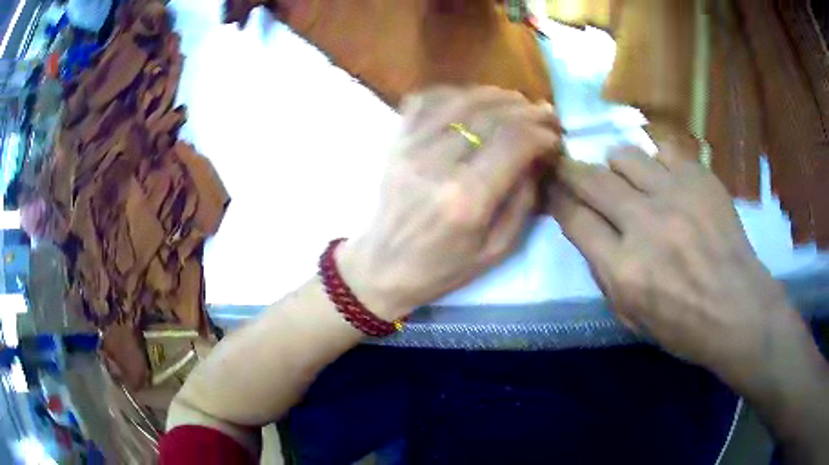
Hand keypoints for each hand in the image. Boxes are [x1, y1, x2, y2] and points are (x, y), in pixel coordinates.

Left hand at [340, 86, 561, 319]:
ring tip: (516, 102)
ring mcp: (411, 147)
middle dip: (525, 110)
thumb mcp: (497, 250)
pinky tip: (472, 99)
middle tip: (543, 114)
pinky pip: (425, 100)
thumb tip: (537, 158)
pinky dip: (454, 92)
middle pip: (491, 115)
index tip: (554, 137)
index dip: (541, 133)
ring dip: (496, 95)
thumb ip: (524, 201)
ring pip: (461, 100)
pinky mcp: (396, 141)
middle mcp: (438, 164)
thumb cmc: (443, 267)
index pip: (513, 142)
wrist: (384, 266)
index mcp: (467, 198)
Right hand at [551, 143, 810, 392]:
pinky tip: (661, 175)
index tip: (552, 191)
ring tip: (622, 173)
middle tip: (566, 165)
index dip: (557, 200)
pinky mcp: (699, 178)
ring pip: (625, 155)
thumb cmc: (685, 325)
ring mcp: (675, 195)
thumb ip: (605, 274)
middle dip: (571, 169)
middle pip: (592, 180)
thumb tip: (589, 232)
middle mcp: (645, 225)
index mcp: (624, 270)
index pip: (575, 220)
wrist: (739, 308)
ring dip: (615, 163)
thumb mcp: (631, 317)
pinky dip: (655, 160)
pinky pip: (663, 150)